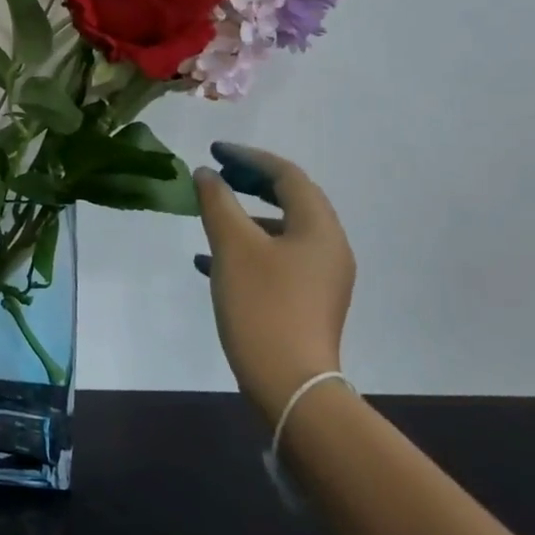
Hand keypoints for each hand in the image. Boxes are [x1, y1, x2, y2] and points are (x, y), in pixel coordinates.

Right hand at [193, 143, 355, 419]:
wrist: (290, 383)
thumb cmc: (262, 305)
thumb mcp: (233, 246)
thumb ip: (217, 202)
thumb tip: (205, 174)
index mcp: (319, 228)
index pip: (287, 175)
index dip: (249, 157)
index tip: (214, 151)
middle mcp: (328, 247)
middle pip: (290, 199)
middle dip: (250, 183)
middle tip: (215, 175)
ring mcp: (320, 277)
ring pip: (281, 230)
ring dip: (245, 215)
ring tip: (209, 214)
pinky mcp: (306, 300)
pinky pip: (276, 259)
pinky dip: (247, 248)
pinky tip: (208, 260)